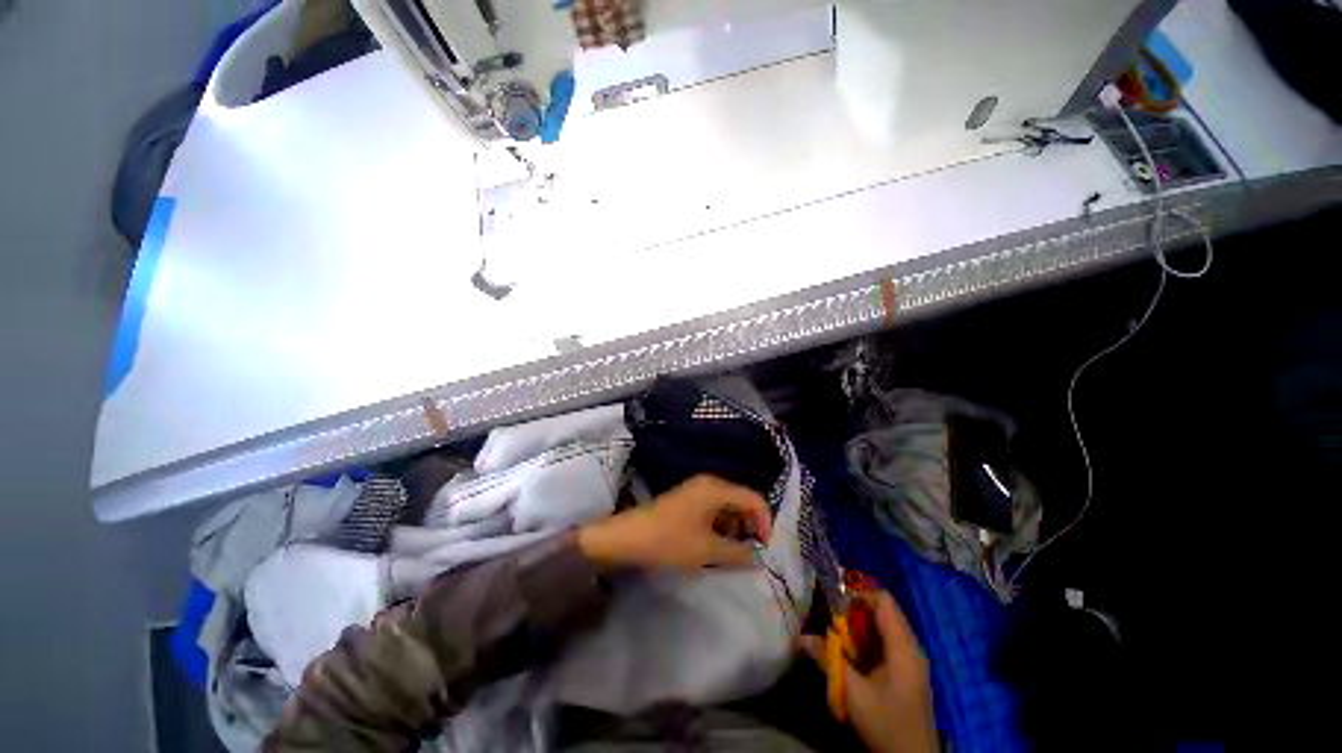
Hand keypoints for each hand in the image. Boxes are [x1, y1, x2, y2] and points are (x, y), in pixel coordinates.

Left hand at [577, 475, 772, 569]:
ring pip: (727, 505)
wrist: (628, 536)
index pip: (754, 499)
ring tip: (732, 551)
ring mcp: (696, 489)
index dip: (764, 522)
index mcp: (717, 489)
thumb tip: (757, 557)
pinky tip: (714, 543)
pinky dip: (720, 524)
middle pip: (741, 499)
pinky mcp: (687, 499)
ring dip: (734, 527)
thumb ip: (737, 553)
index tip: (764, 548)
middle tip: (749, 552)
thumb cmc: (670, 540)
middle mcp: (709, 483)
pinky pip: (713, 508)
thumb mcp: (706, 550)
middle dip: (749, 525)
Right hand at [802, 589, 938, 752]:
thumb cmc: (886, 723)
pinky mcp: (906, 674)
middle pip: (882, 612)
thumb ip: (828, 660)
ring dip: (858, 629)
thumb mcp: (853, 693)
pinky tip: (850, 657)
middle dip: (853, 613)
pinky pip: (884, 645)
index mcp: (903, 646)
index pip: (883, 600)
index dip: (857, 593)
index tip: (832, 601)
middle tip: (830, 621)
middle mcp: (910, 647)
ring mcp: (910, 661)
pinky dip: (865, 643)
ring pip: (882, 629)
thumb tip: (800, 637)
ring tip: (836, 637)